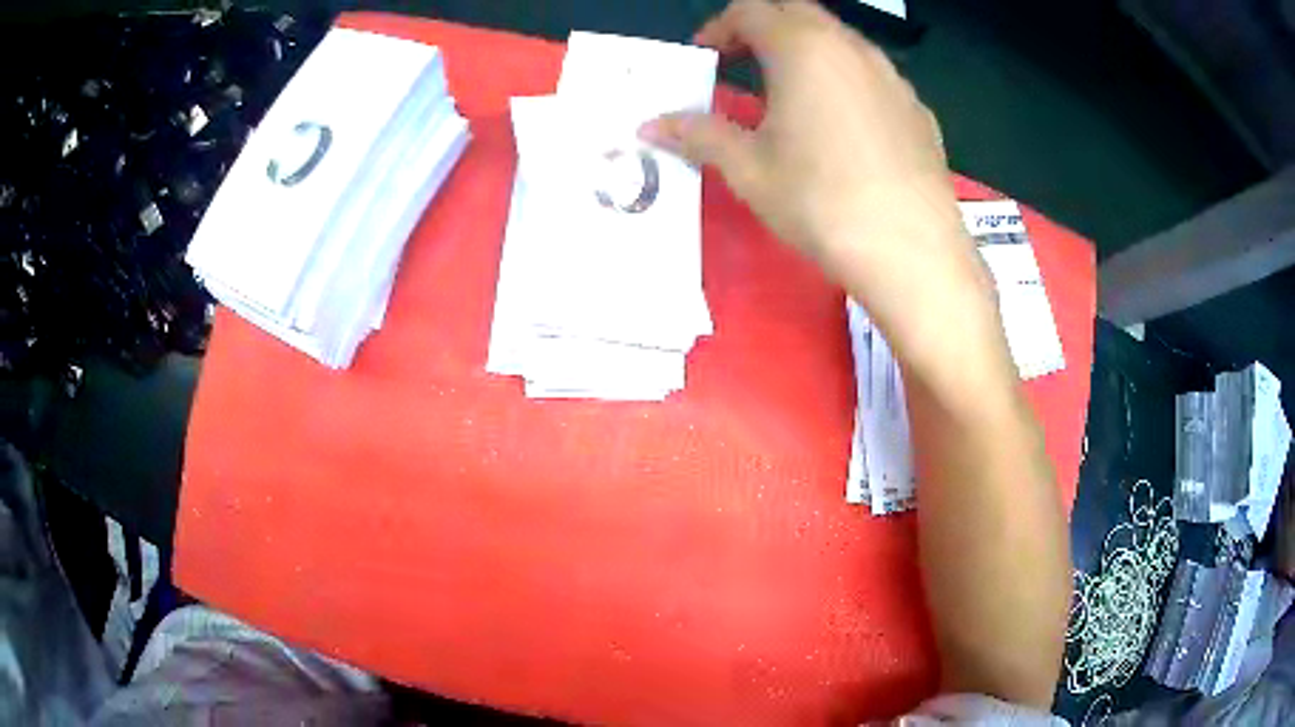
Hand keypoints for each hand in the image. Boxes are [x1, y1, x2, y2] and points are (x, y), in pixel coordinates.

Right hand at [641, 0, 998, 379]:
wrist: (912, 251)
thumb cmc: (821, 202)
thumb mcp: (748, 169)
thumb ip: (699, 135)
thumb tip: (651, 126)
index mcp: (802, 47)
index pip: (750, 11)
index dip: (719, 28)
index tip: (705, 58)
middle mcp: (851, 47)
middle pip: (797, 12)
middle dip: (762, 28)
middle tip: (742, 64)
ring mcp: (892, 75)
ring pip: (840, 40)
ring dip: (807, 51)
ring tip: (791, 93)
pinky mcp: (918, 108)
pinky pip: (873, 75)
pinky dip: (846, 79)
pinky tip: (843, 126)